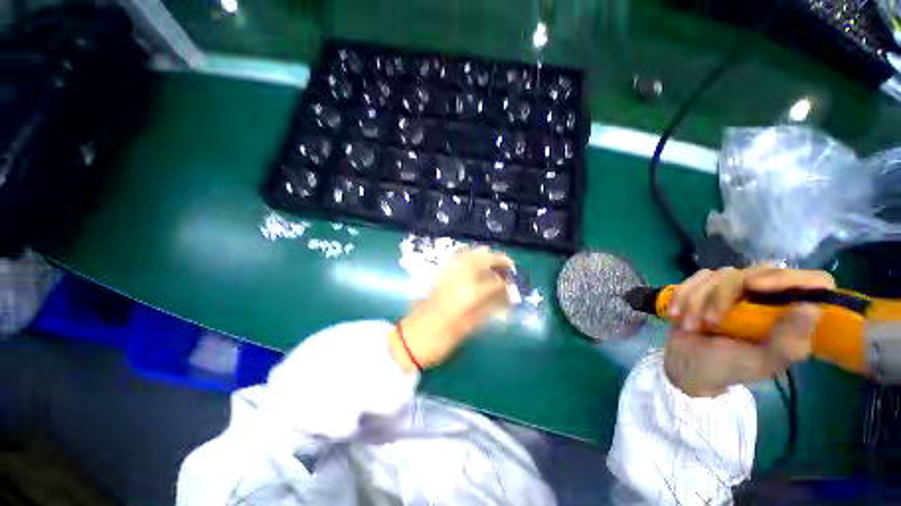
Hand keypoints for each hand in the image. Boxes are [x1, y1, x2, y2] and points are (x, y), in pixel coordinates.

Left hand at [390, 247, 513, 371]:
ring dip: (483, 255)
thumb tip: (504, 299)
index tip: (513, 288)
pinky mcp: (437, 277)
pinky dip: (467, 256)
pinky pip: (455, 259)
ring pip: (467, 255)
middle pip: (480, 260)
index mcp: (465, 297)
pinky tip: (474, 262)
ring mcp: (445, 276)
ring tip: (494, 262)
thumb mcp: (467, 329)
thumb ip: (486, 310)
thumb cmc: (439, 340)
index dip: (506, 284)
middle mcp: (456, 280)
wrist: (409, 340)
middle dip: (498, 260)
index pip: (493, 283)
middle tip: (509, 266)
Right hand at [663, 267, 833, 396]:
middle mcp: (769, 296)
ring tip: (689, 325)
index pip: (813, 282)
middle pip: (757, 272)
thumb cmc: (729, 367)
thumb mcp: (761, 363)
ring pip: (721, 275)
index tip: (754, 288)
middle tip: (709, 320)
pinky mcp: (708, 286)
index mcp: (791, 315)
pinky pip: (697, 278)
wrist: (687, 364)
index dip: (791, 279)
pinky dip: (683, 295)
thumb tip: (811, 308)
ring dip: (698, 301)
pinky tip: (677, 313)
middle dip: (724, 296)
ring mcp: (736, 288)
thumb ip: (787, 342)